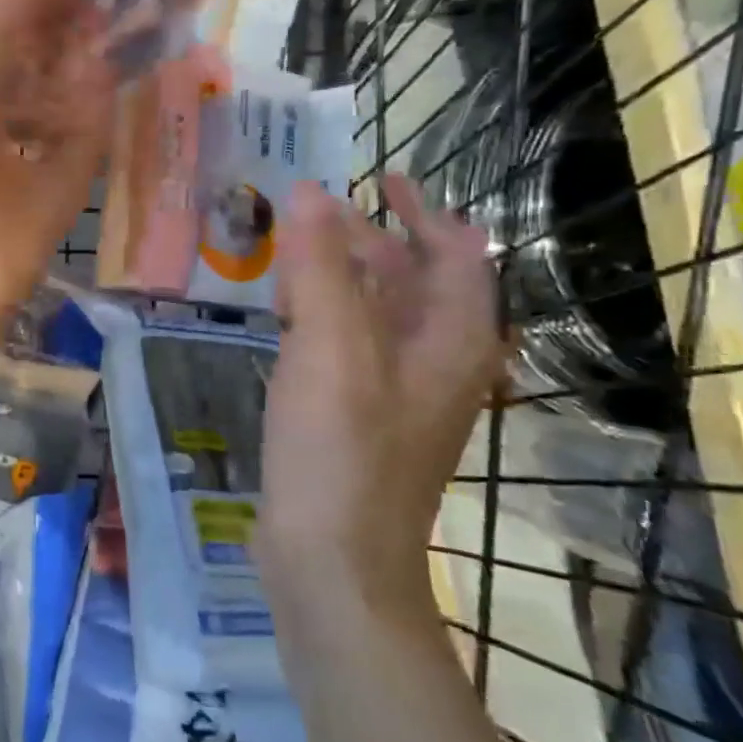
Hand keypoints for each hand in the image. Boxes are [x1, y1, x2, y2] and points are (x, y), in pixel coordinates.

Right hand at [257, 175, 505, 619]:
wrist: (333, 563)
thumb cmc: (339, 450)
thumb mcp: (330, 347)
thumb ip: (320, 266)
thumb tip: (308, 193)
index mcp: (452, 340)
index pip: (456, 253)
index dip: (423, 210)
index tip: (381, 178)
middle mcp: (437, 364)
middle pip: (415, 282)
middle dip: (372, 239)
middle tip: (315, 211)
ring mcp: (399, 397)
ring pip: (380, 316)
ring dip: (344, 277)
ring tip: (294, 252)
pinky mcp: (362, 421)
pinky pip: (351, 349)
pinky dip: (325, 317)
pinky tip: (286, 316)